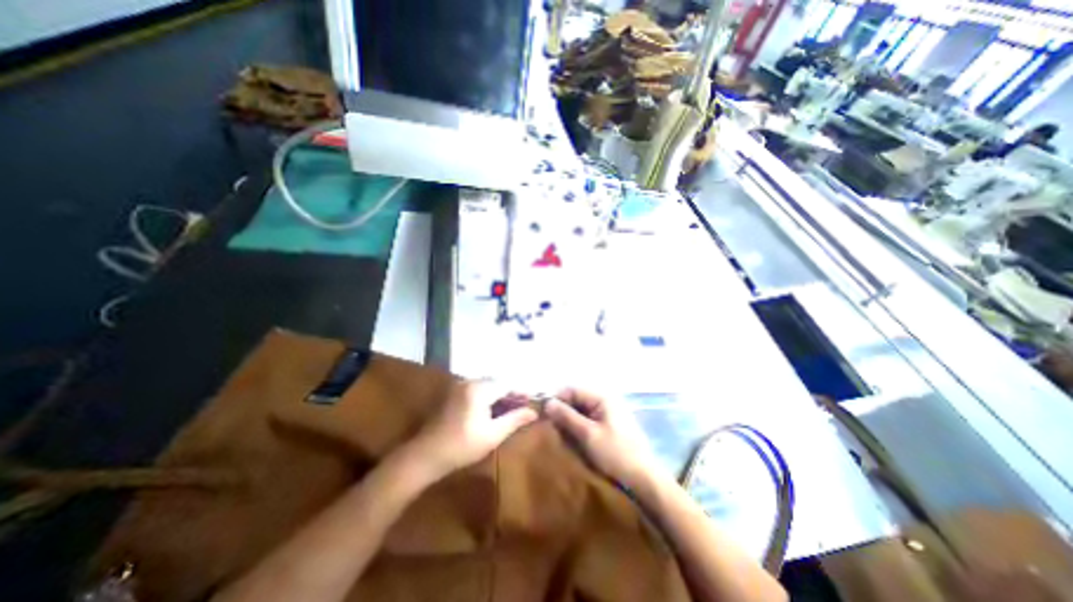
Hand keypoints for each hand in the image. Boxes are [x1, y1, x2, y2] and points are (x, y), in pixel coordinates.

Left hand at [400, 384, 540, 481]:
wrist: (425, 455)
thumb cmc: (462, 447)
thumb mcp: (492, 435)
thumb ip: (514, 420)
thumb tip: (534, 412)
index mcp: (479, 389)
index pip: (507, 385)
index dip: (521, 393)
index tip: (533, 402)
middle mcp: (470, 382)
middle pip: (497, 383)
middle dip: (511, 394)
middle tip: (523, 408)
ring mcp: (460, 386)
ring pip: (488, 386)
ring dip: (500, 396)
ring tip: (511, 410)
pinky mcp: (454, 394)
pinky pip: (477, 390)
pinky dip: (488, 397)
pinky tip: (493, 411)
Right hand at [547, 389, 657, 485]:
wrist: (643, 479)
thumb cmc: (616, 454)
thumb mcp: (588, 435)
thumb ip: (567, 417)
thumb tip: (548, 403)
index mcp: (602, 397)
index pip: (573, 389)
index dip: (557, 399)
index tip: (543, 414)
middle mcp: (605, 401)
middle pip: (577, 399)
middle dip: (562, 410)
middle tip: (550, 426)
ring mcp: (608, 413)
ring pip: (581, 410)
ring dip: (569, 420)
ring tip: (559, 434)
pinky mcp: (608, 426)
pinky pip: (588, 420)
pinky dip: (578, 426)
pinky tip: (572, 438)